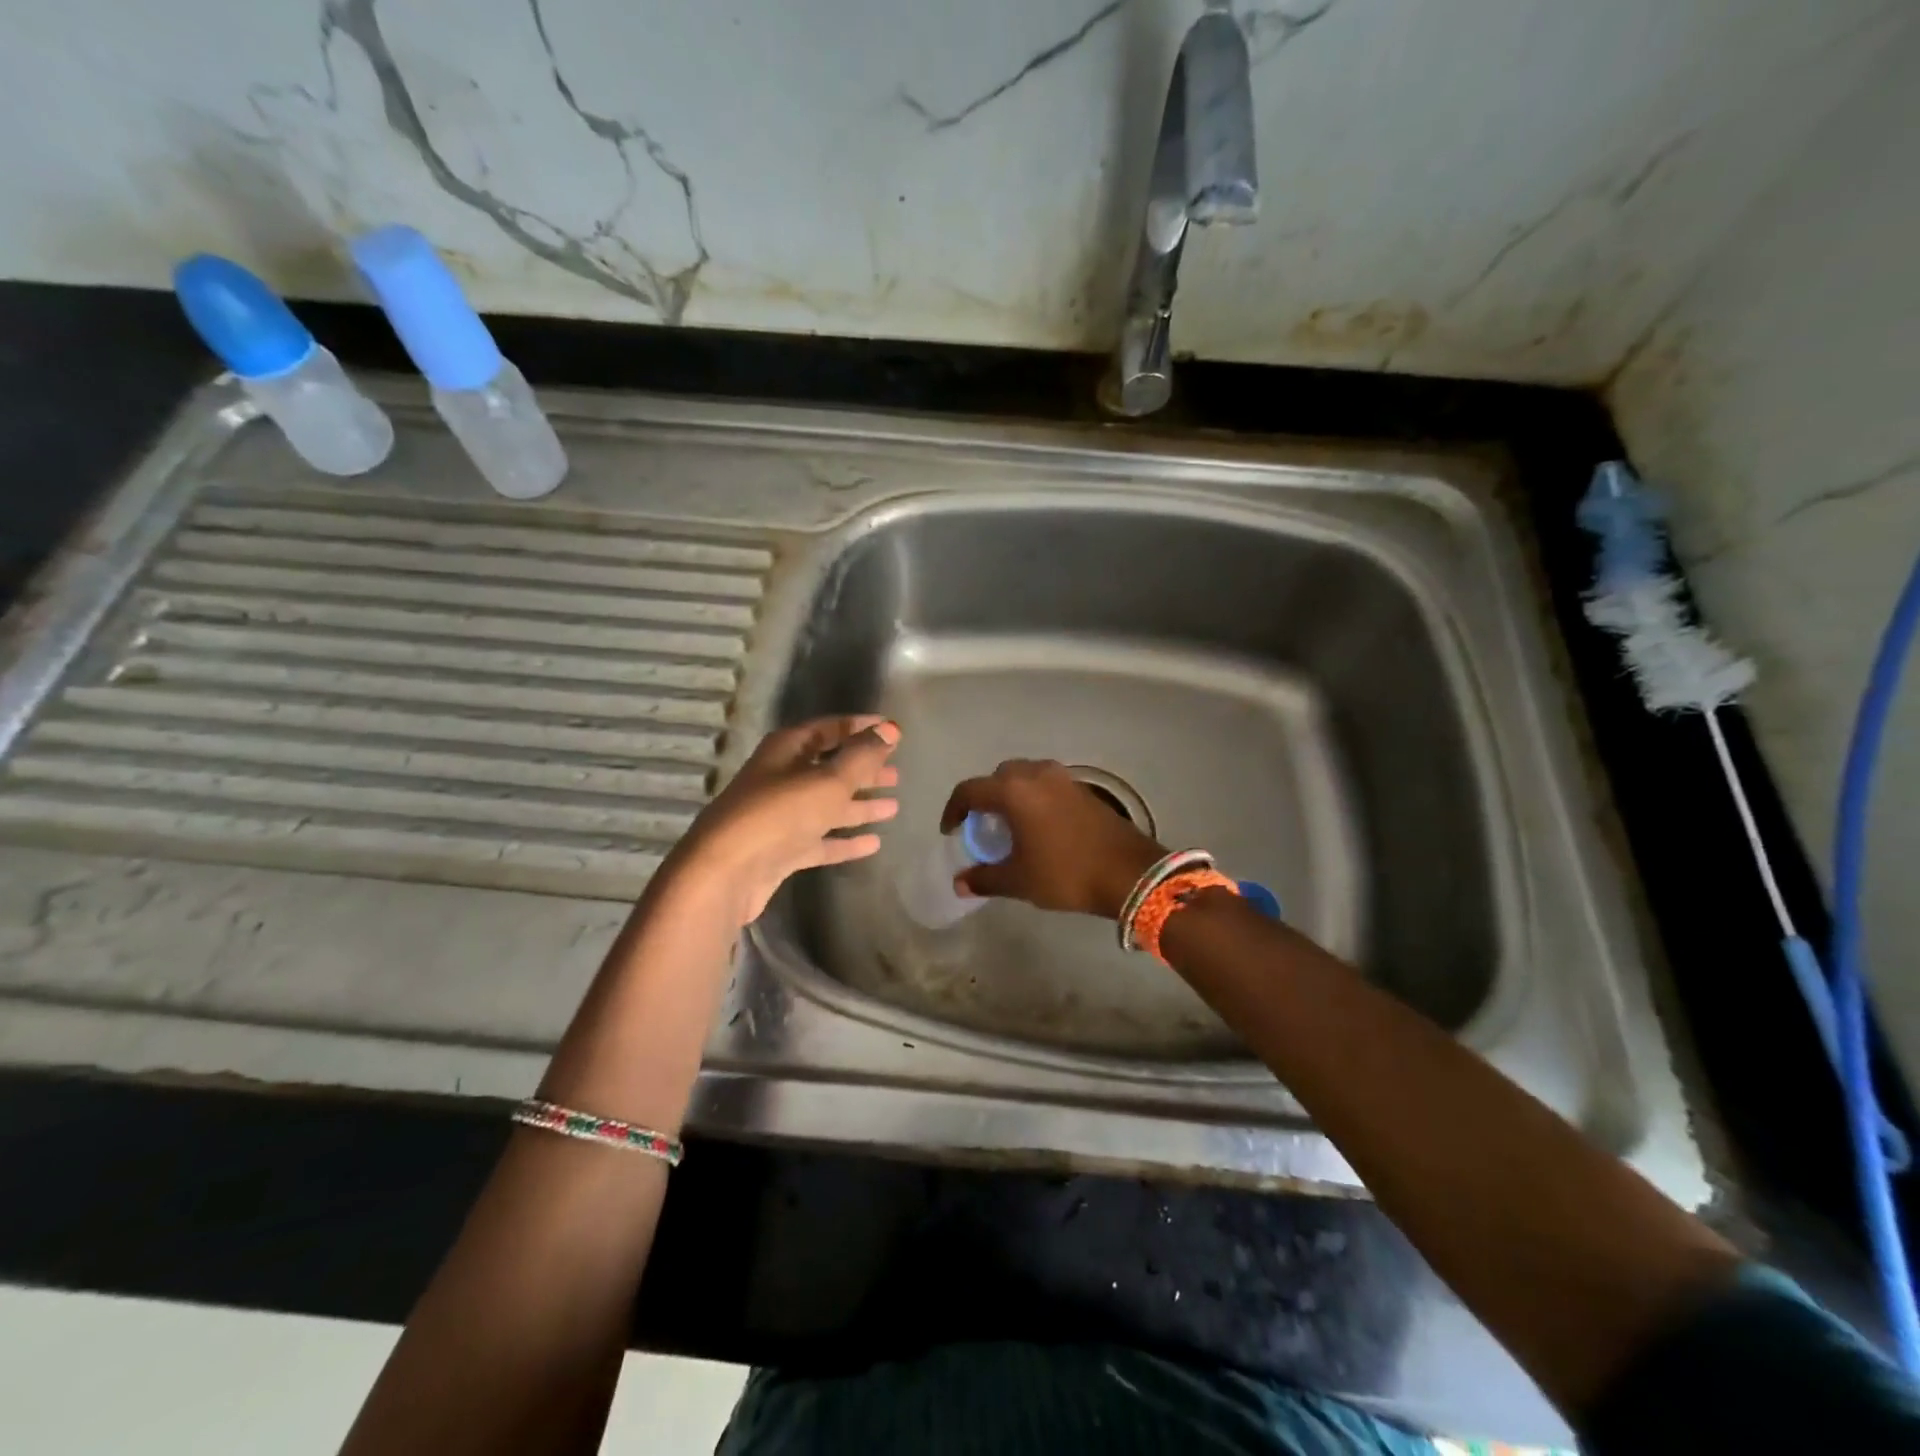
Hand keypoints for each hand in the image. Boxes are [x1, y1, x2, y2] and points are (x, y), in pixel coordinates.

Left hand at [668, 716, 899, 924]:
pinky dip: (845, 840)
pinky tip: (873, 843)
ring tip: (893, 807)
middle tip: (896, 774)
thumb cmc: (780, 814)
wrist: (726, 872)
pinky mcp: (782, 851)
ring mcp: (781, 817)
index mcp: (787, 750)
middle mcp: (781, 778)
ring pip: (827, 805)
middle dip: (862, 770)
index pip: (829, 728)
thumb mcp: (828, 780)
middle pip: (829, 768)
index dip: (860, 727)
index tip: (892, 731)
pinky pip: (821, 840)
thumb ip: (862, 756)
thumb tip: (891, 730)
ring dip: (858, 805)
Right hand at [940, 759, 1165, 919]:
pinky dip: (1034, 798)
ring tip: (1010, 825)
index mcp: (1014, 791)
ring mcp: (1063, 778)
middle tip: (982, 826)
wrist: (1129, 872)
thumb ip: (985, 878)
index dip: (953, 810)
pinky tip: (1039, 826)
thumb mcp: (1019, 880)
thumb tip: (960, 883)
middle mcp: (1036, 774)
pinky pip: (1046, 785)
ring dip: (1011, 795)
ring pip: (1025, 776)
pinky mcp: (1083, 789)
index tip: (950, 831)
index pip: (970, 790)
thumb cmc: (1066, 873)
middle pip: (998, 777)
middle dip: (984, 798)